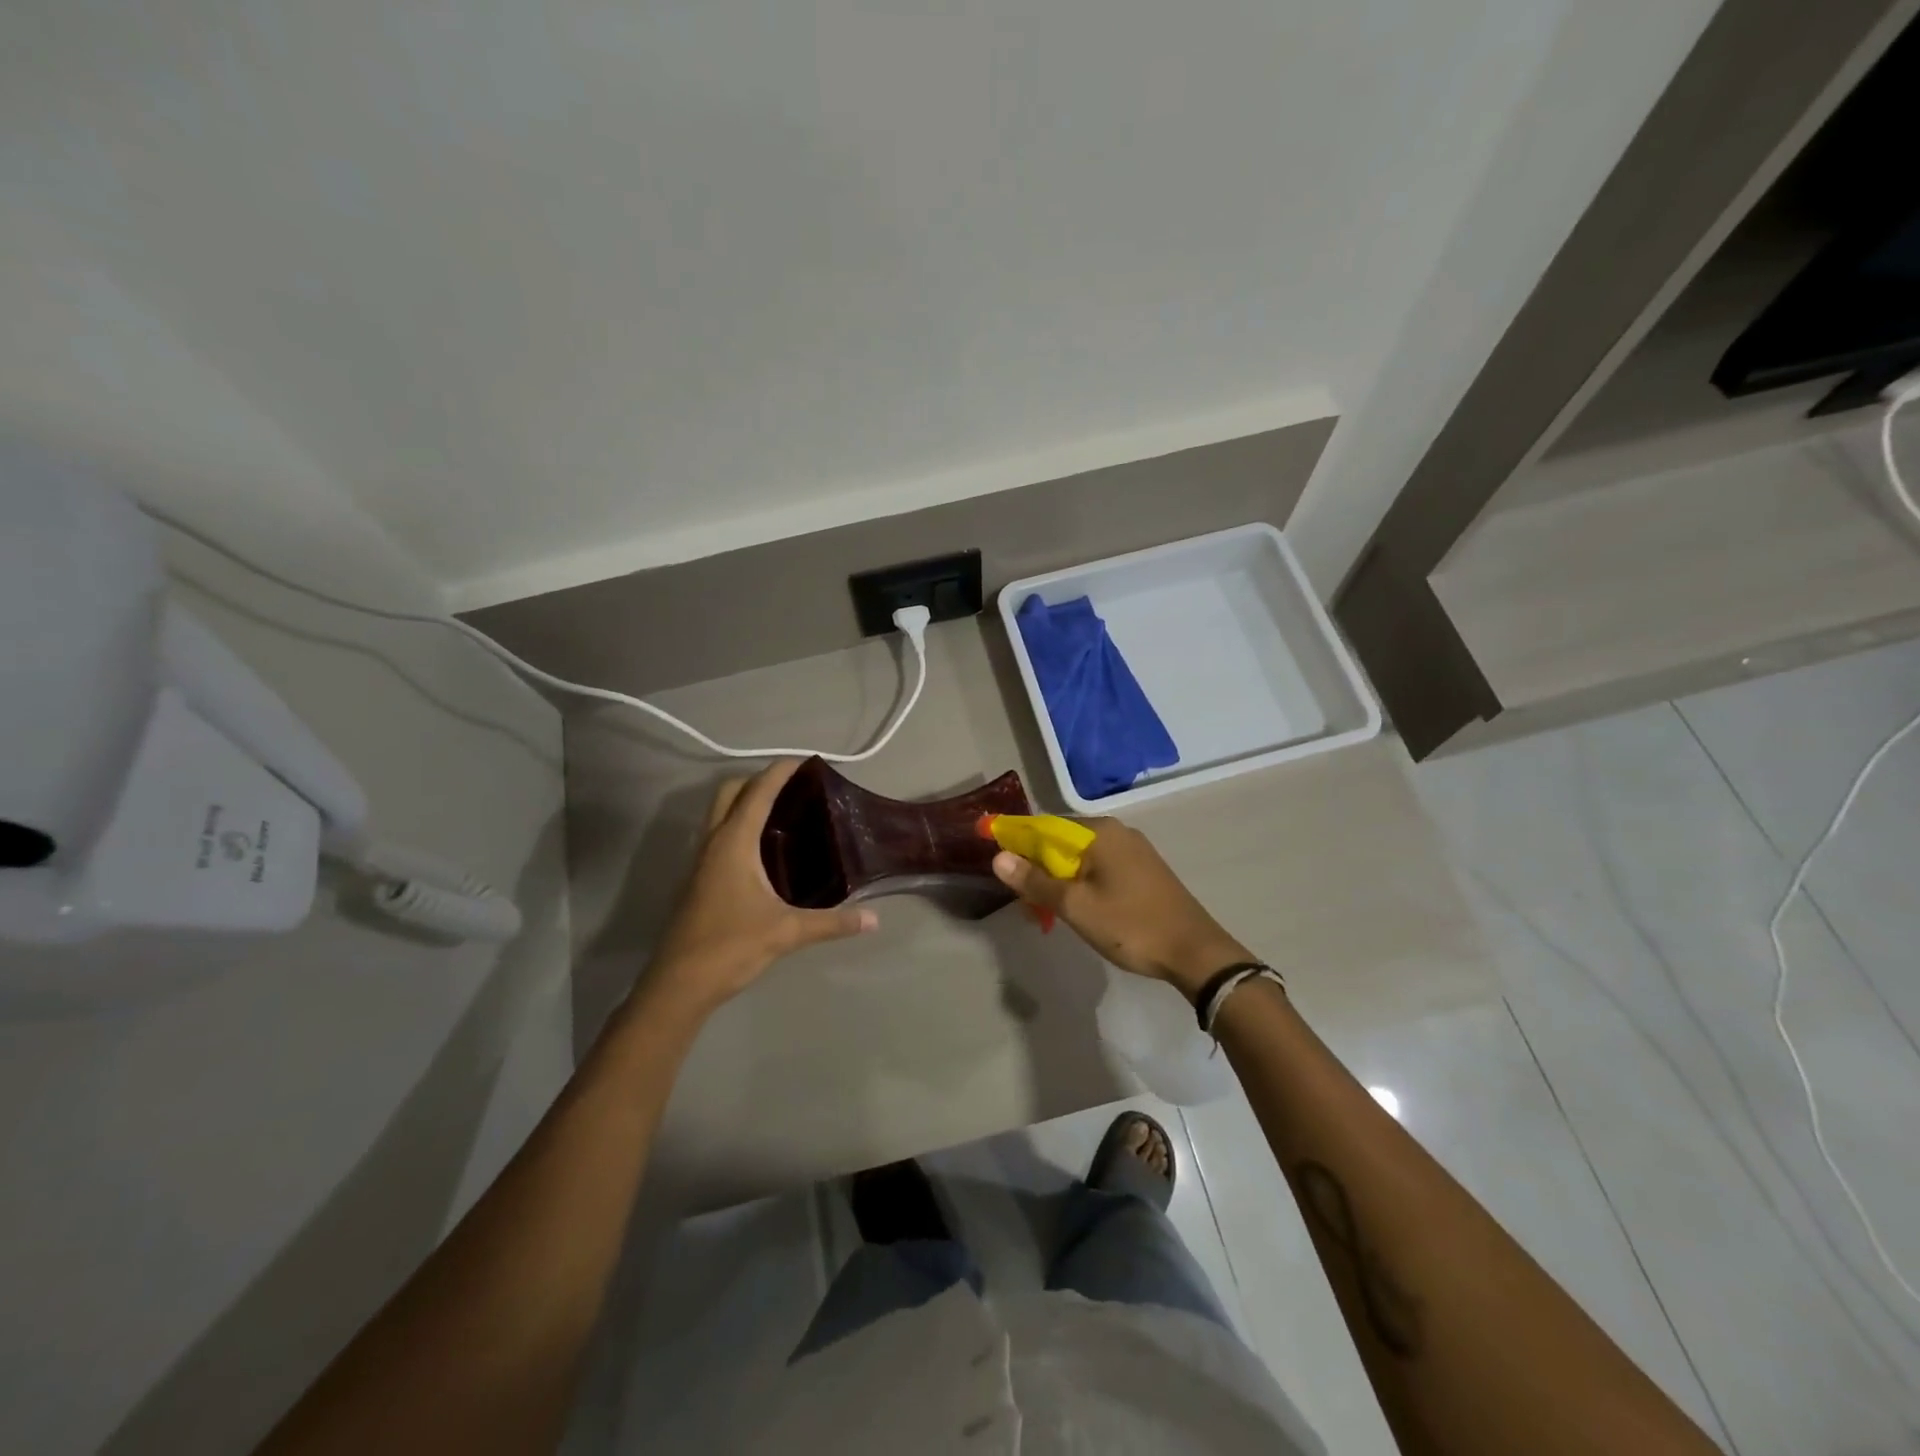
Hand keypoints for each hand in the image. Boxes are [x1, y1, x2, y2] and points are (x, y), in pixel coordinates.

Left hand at [650, 760, 877, 1012]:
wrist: (679, 983)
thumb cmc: (730, 946)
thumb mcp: (787, 932)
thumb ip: (832, 923)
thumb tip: (874, 919)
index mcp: (733, 843)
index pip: (757, 791)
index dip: (781, 771)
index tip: (808, 761)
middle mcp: (714, 842)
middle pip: (730, 792)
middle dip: (759, 780)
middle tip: (795, 788)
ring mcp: (702, 861)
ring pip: (720, 813)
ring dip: (747, 802)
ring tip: (785, 813)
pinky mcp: (700, 879)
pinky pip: (720, 835)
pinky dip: (740, 826)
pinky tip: (766, 850)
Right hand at [991, 818, 1251, 999]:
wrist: (1195, 952)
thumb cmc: (1131, 925)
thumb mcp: (1075, 906)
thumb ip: (1035, 881)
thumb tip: (998, 857)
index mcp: (1100, 832)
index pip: (1044, 825)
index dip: (1016, 840)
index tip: (996, 858)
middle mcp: (1117, 832)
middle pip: (1062, 841)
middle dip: (1038, 867)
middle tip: (1024, 902)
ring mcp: (1134, 851)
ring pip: (1081, 858)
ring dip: (1058, 880)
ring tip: (1045, 912)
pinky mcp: (1143, 871)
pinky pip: (1099, 868)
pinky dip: (1080, 884)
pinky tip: (1076, 909)